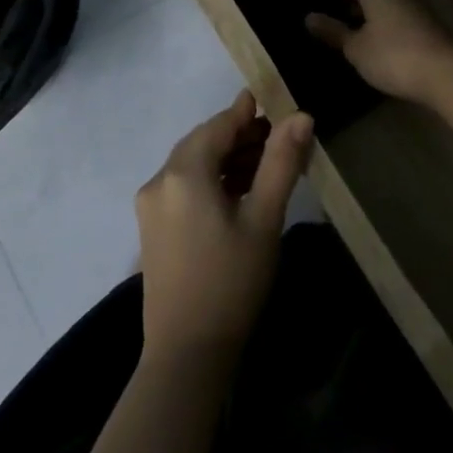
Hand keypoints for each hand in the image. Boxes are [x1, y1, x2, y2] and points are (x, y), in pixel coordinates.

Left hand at [136, 92, 311, 365]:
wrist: (187, 353)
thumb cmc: (231, 281)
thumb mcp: (264, 218)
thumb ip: (281, 162)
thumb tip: (300, 115)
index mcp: (183, 173)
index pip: (218, 126)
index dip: (246, 111)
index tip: (272, 99)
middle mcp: (159, 182)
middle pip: (202, 143)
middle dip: (240, 136)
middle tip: (279, 136)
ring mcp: (151, 207)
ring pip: (193, 165)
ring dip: (227, 158)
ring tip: (267, 164)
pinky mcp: (153, 229)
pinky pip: (184, 187)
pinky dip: (212, 180)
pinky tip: (239, 191)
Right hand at [305, 0, 452, 103]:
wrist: (445, 72)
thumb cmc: (393, 55)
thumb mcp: (356, 47)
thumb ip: (333, 31)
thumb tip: (309, 17)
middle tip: (326, 2)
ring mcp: (412, 0)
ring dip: (364, 4)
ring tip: (342, 20)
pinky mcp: (423, 18)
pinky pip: (392, 8)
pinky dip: (378, 15)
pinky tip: (368, 32)